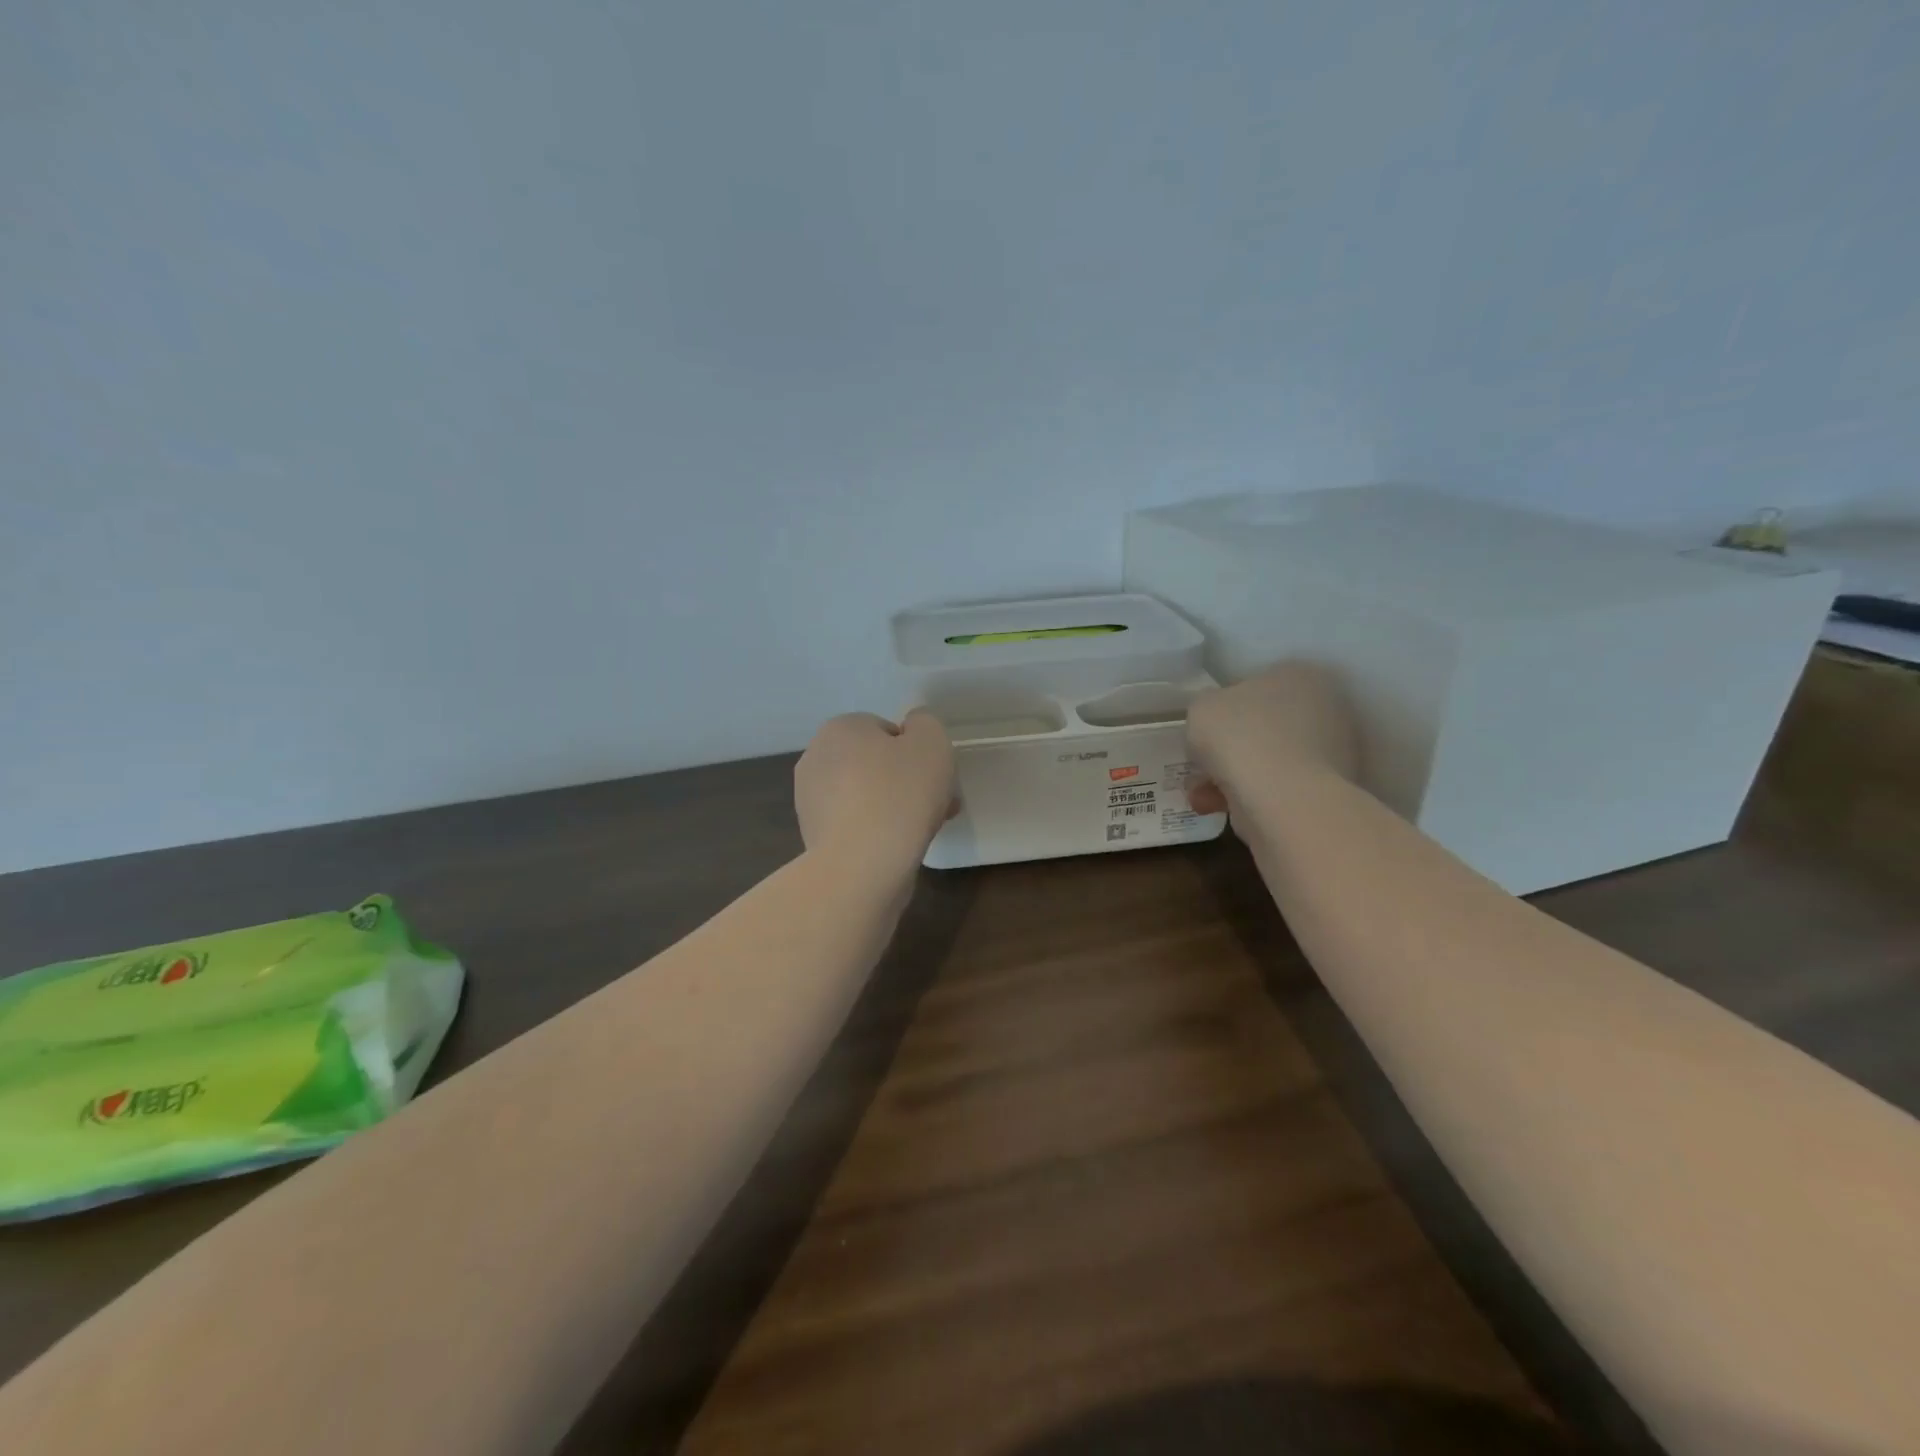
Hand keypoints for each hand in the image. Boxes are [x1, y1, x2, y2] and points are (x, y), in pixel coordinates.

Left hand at [794, 711, 955, 878]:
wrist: (861, 866)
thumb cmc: (899, 795)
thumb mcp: (931, 742)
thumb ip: (925, 724)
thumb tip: (912, 729)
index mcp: (839, 729)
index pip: (887, 731)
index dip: (917, 753)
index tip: (936, 777)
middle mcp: (816, 758)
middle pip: (875, 764)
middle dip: (907, 782)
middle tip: (937, 805)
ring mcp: (810, 800)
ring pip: (866, 796)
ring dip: (893, 807)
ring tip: (922, 830)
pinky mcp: (814, 837)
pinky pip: (856, 824)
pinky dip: (876, 831)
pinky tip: (896, 848)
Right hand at [1185, 662, 1358, 817]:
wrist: (1283, 799)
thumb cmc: (1241, 738)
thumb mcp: (1201, 708)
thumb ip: (1206, 708)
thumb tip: (1216, 723)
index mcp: (1299, 675)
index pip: (1254, 685)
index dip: (1223, 709)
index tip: (1205, 732)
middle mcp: (1326, 707)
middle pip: (1261, 726)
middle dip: (1227, 750)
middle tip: (1201, 768)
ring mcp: (1334, 751)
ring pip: (1266, 761)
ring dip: (1230, 777)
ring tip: (1203, 796)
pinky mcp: (1331, 790)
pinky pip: (1278, 788)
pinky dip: (1248, 797)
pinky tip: (1219, 808)